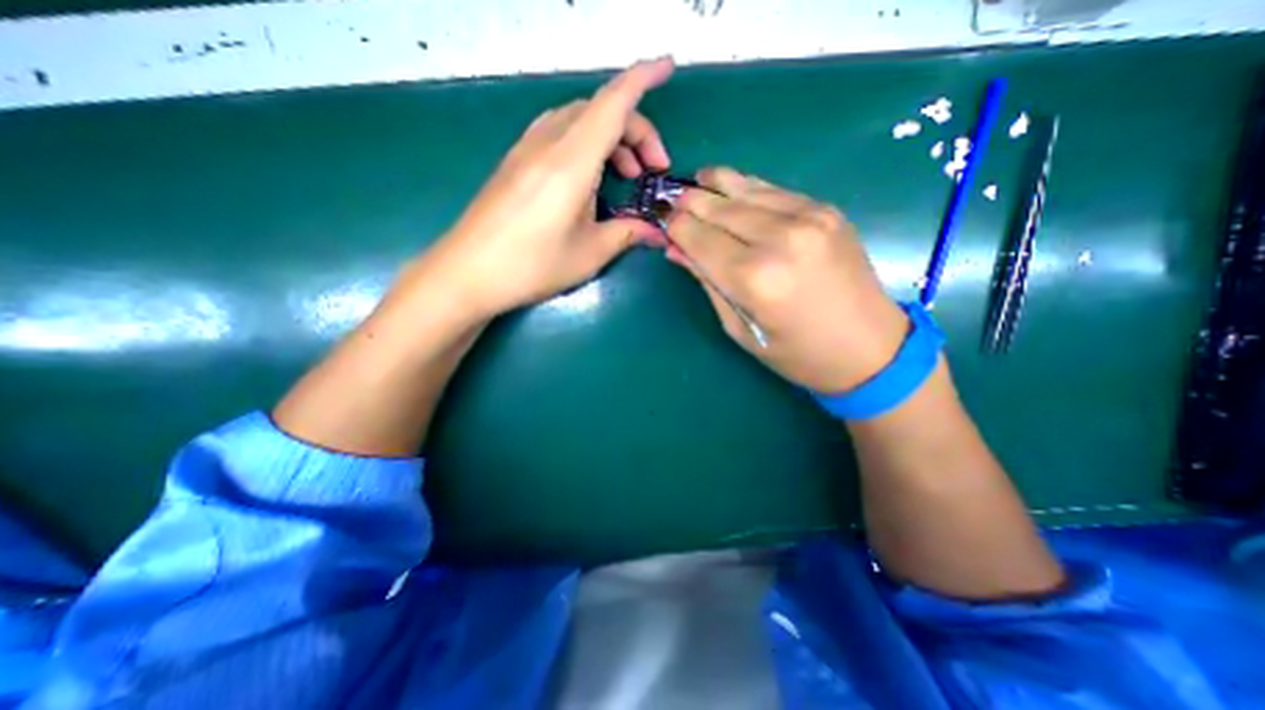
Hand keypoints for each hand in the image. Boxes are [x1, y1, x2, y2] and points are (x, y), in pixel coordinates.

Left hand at [417, 58, 676, 318]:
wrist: (467, 272)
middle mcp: (548, 143)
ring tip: (626, 175)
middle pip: (599, 111)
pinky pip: (558, 132)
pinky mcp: (515, 161)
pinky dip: (585, 142)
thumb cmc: (531, 266)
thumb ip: (626, 234)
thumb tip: (654, 231)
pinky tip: (590, 177)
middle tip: (652, 171)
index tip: (668, 67)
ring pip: (578, 119)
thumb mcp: (588, 254)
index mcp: (571, 162)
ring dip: (610, 137)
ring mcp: (527, 148)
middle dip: (635, 130)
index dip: (643, 79)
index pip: (613, 104)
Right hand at [667, 168, 916, 397]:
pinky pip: (774, 190)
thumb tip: (677, 250)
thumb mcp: (740, 329)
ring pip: (745, 190)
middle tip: (671, 200)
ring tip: (696, 181)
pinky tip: (732, 187)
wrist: (869, 348)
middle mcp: (780, 239)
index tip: (661, 223)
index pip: (698, 237)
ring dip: (716, 185)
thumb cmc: (797, 353)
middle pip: (718, 208)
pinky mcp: (826, 210)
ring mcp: (808, 218)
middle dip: (689, 203)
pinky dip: (747, 188)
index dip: (675, 227)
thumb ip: (708, 283)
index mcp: (754, 278)